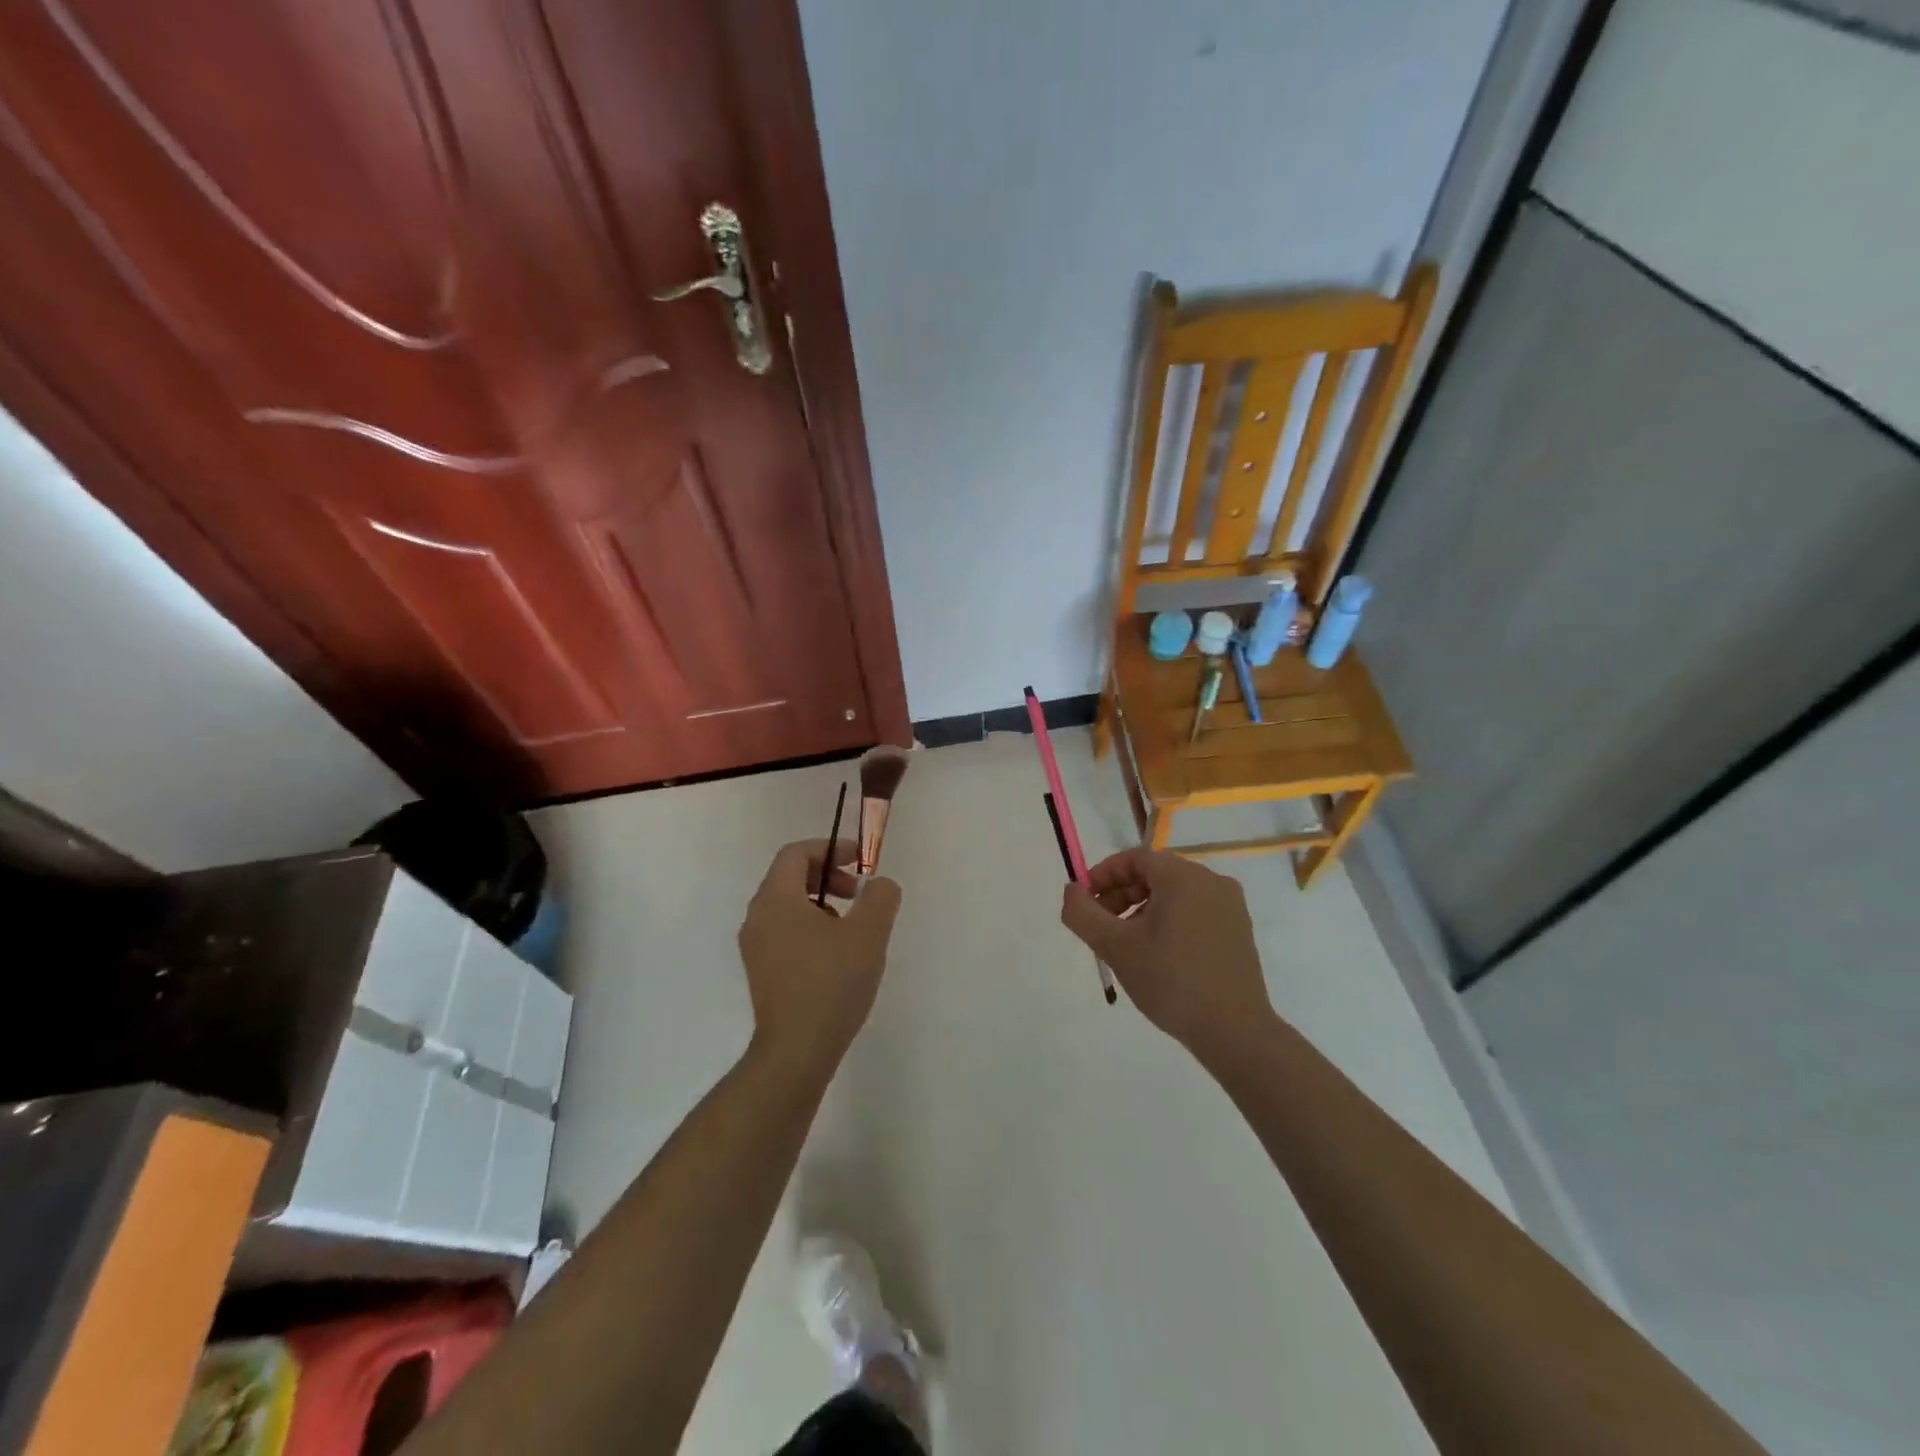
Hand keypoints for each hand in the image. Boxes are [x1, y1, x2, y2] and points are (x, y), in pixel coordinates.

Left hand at [737, 839, 902, 1072]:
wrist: (796, 1051)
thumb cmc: (831, 984)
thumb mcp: (868, 934)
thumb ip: (880, 897)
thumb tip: (879, 885)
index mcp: (776, 899)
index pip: (796, 853)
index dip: (830, 849)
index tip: (860, 863)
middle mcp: (757, 917)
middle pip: (790, 876)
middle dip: (828, 876)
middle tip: (858, 894)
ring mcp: (755, 946)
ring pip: (788, 905)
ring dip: (822, 902)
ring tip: (852, 927)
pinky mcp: (761, 970)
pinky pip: (784, 930)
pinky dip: (810, 925)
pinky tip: (836, 954)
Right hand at [1060, 847, 1273, 1063]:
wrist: (1234, 1030)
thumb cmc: (1170, 980)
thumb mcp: (1115, 947)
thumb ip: (1083, 913)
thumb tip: (1072, 890)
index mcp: (1183, 876)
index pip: (1134, 858)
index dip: (1104, 874)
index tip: (1085, 901)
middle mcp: (1211, 880)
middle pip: (1155, 873)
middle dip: (1121, 894)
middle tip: (1101, 925)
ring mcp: (1230, 905)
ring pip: (1175, 893)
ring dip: (1143, 908)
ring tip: (1127, 943)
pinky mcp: (1239, 929)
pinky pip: (1195, 909)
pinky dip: (1170, 920)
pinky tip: (1158, 954)